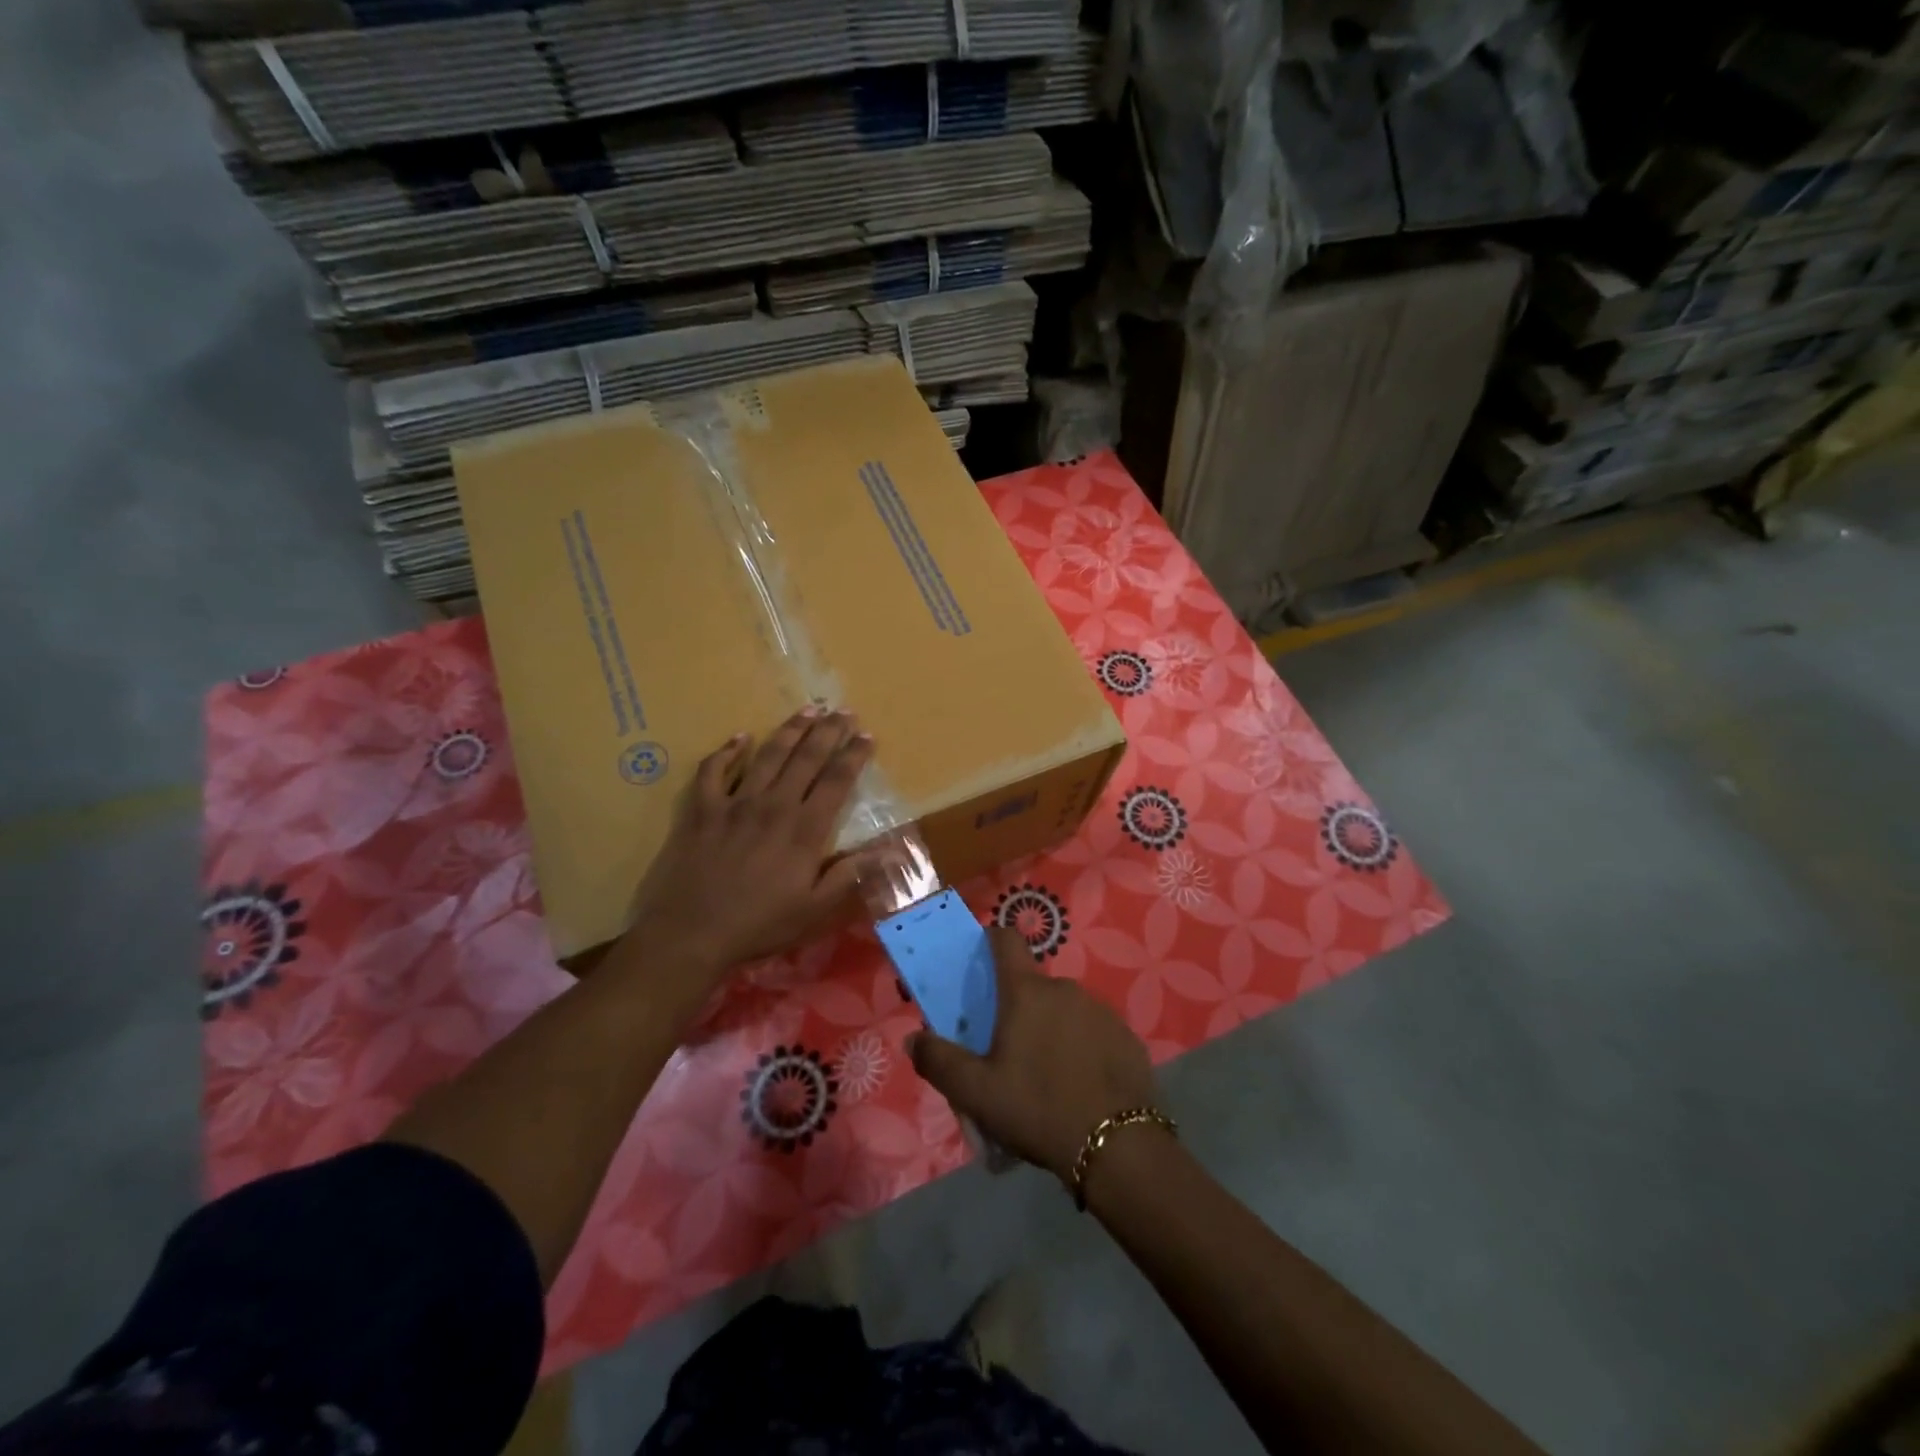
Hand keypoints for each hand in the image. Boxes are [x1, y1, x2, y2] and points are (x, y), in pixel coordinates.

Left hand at [624, 707, 874, 983]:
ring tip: (808, 709)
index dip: (854, 755)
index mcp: (804, 829)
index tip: (867, 735)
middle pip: (807, 758)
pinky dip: (727, 751)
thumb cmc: (759, 925)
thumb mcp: (814, 909)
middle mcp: (774, 805)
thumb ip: (849, 874)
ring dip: (790, 730)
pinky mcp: (702, 809)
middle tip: (843, 710)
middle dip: (828, 731)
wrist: (691, 933)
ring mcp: (735, 803)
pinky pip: (714, 770)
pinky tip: (740, 737)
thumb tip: (890, 852)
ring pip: (768, 755)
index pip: (837, 781)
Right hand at [909, 928, 1159, 1184]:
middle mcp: (1065, 988)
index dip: (990, 941)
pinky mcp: (1127, 1036)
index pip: (1005, 940)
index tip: (980, 961)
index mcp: (1026, 992)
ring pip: (1065, 1009)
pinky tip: (1080, 1085)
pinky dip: (1083, 1047)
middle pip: (1033, 984)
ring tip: (1046, 1075)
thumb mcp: (976, 1093)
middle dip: (1018, 1007)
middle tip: (1008, 1050)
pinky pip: (1094, 1031)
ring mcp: (1101, 1010)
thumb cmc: (1038, 1108)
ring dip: (1052, 1028)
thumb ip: (939, 1061)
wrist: (1118, 1146)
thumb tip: (913, 1038)